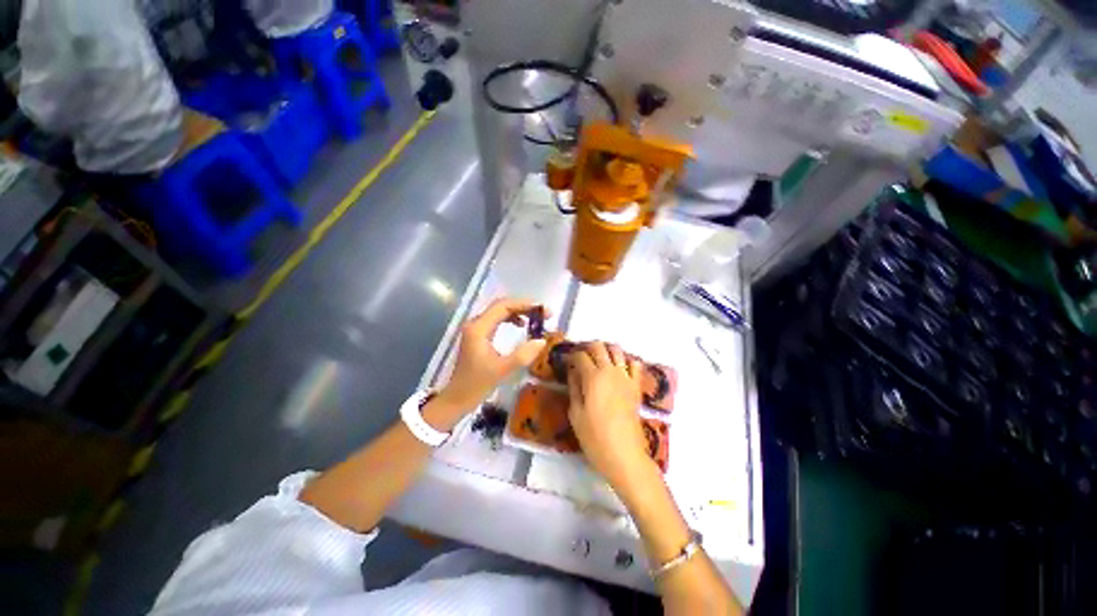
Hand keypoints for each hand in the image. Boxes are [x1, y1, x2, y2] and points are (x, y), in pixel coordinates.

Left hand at [437, 298, 547, 415]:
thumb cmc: (476, 385)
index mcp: (479, 328)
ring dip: (519, 312)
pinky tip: (521, 326)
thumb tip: (542, 341)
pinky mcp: (478, 336)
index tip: (543, 309)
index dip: (525, 304)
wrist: (456, 399)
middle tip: (544, 313)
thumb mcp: (502, 370)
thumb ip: (523, 355)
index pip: (503, 306)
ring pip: (500, 312)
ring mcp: (476, 329)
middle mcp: (476, 323)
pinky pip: (497, 320)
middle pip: (502, 306)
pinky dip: (511, 319)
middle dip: (524, 307)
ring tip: (536, 318)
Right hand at [567, 342, 653, 486]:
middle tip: (581, 358)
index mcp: (593, 377)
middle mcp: (610, 371)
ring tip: (599, 361)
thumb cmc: (594, 437)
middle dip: (587, 348)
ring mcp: (626, 377)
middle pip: (599, 346)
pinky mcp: (637, 386)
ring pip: (617, 350)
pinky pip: (635, 364)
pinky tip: (619, 369)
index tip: (567, 362)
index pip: (580, 356)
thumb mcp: (575, 414)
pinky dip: (626, 361)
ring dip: (606, 350)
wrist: (624, 455)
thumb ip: (574, 388)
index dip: (571, 356)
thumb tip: (573, 372)